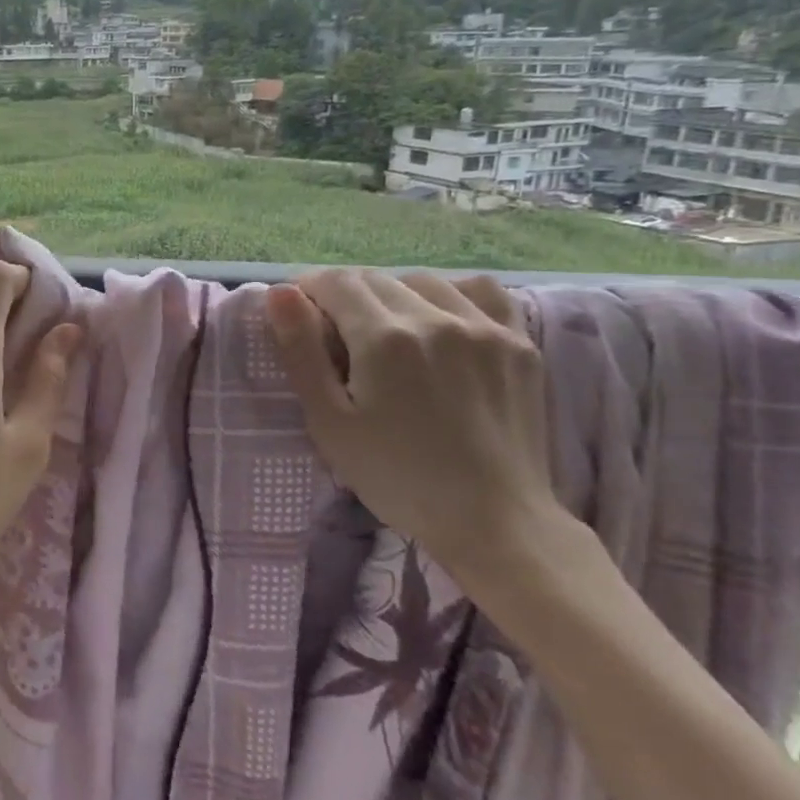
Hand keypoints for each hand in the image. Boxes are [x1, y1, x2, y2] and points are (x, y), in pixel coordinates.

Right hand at [265, 268, 557, 586]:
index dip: (307, 290)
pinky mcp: (518, 343)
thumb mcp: (329, 422)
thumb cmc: (396, 477)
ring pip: (423, 280)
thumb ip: (302, 352)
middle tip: (335, 333)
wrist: (494, 521)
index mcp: (385, 338)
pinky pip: (481, 291)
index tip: (299, 315)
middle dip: (344, 294)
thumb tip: (280, 293)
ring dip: (392, 293)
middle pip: (374, 278)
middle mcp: (435, 318)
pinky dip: (452, 293)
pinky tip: (442, 318)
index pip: (335, 283)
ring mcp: (484, 327)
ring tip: (385, 328)